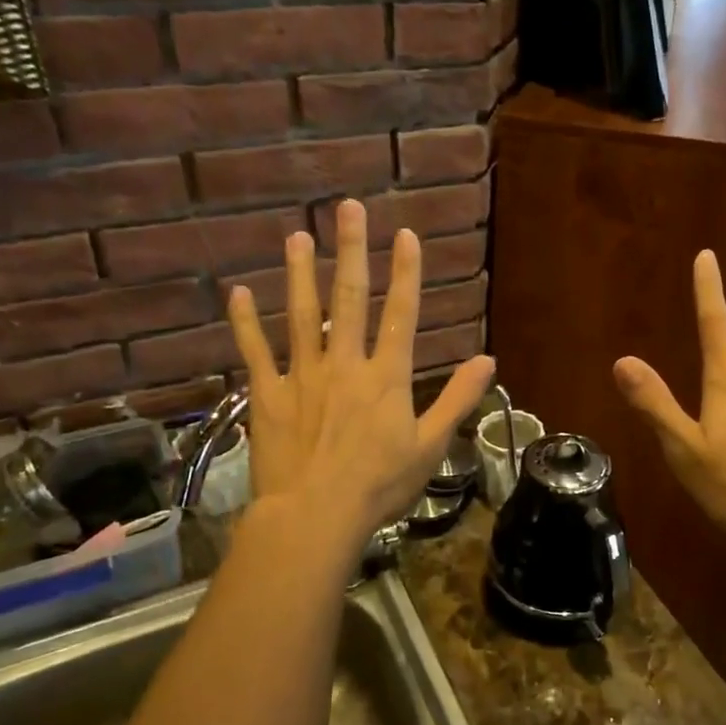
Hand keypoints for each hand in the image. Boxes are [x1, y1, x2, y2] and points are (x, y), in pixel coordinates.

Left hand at [226, 199, 494, 548]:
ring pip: (301, 314)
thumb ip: (457, 399)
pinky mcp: (268, 394)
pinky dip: (244, 322)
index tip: (405, 235)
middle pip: (349, 298)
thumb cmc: (379, 485)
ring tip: (297, 237)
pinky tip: (237, 293)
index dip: (406, 272)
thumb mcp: (430, 446)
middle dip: (351, 251)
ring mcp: (303, 376)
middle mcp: (345, 363)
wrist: (316, 515)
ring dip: (300, 273)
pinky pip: (255, 351)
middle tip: (347, 208)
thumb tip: (488, 360)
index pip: (401, 314)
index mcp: (387, 376)